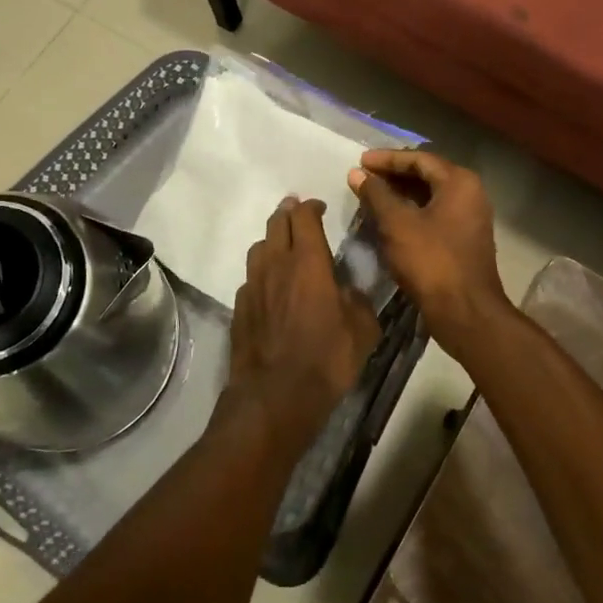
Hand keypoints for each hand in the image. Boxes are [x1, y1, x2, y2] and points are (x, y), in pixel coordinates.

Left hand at [225, 196, 379, 451]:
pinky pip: (250, 278)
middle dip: (288, 213)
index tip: (320, 207)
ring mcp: (253, 286)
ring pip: (258, 248)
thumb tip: (350, 291)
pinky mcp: (239, 308)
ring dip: (272, 240)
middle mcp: (276, 265)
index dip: (311, 206)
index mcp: (309, 262)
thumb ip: (359, 301)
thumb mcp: (363, 330)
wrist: (276, 395)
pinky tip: (270, 288)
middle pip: (276, 223)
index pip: (304, 217)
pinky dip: (261, 273)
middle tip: (297, 212)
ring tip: (283, 247)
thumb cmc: (327, 359)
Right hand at [347, 151, 511, 347]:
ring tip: (371, 197)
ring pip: (430, 196)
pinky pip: (435, 214)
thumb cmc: (430, 261)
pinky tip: (389, 221)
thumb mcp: (396, 224)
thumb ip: (376, 194)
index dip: (387, 159)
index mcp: (459, 182)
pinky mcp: (465, 239)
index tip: (360, 161)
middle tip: (363, 177)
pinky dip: (411, 212)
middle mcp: (470, 193)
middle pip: (427, 175)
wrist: (465, 311)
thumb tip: (357, 173)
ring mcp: (470, 218)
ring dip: (401, 195)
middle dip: (393, 175)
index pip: (419, 158)